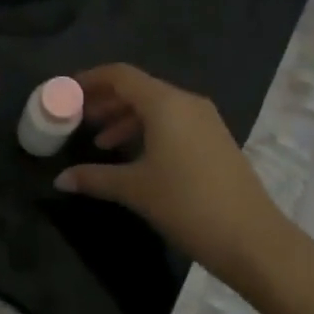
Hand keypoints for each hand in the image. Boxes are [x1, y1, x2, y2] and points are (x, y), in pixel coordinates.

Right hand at [56, 64, 294, 286]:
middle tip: (78, 118)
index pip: (120, 75)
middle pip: (138, 88)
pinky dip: (148, 130)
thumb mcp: (135, 189)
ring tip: (100, 142)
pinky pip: (174, 122)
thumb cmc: (187, 204)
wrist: (252, 239)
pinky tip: (134, 157)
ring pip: (157, 107)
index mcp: (165, 103)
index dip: (90, 79)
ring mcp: (205, 120)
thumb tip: (60, 180)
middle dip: (106, 100)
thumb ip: (94, 178)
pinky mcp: (216, 139)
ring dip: (126, 118)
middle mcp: (186, 102)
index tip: (66, 91)